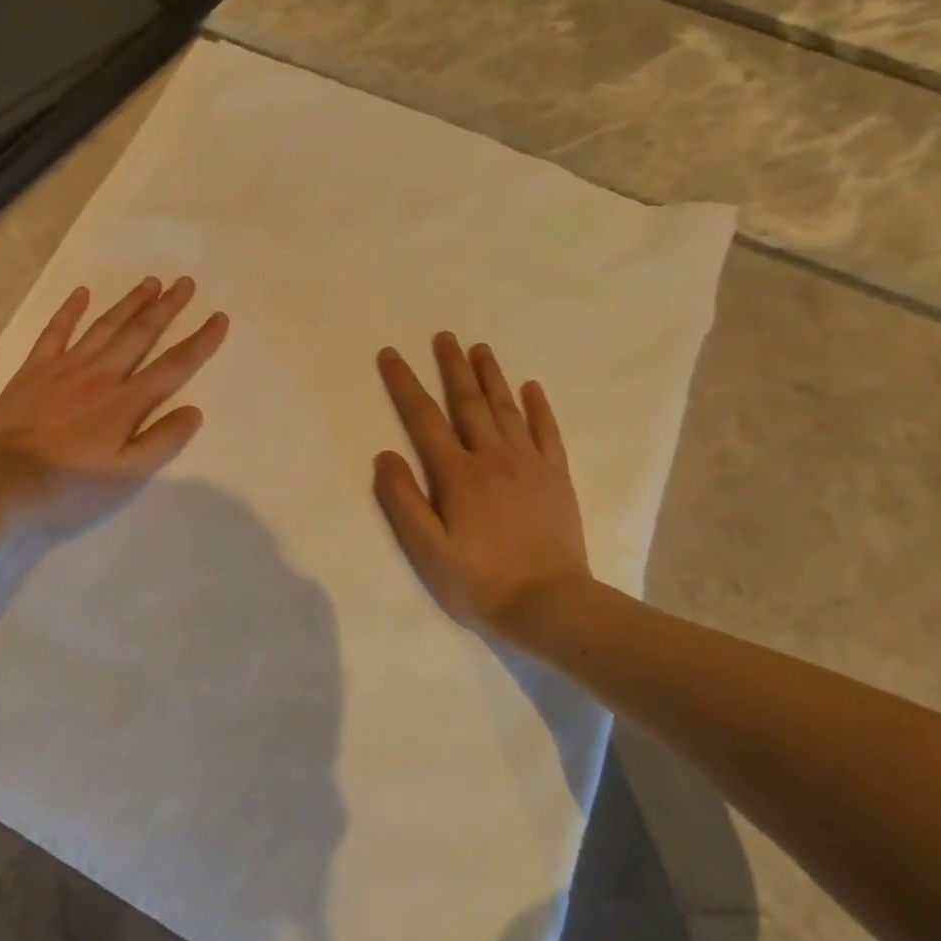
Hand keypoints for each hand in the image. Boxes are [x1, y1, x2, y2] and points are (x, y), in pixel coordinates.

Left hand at [0, 277, 228, 539]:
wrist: (1, 482)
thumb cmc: (69, 487)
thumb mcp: (126, 477)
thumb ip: (162, 442)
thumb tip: (194, 411)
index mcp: (126, 402)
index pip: (173, 366)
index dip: (200, 342)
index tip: (219, 318)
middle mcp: (101, 375)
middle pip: (140, 334)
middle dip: (166, 308)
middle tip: (185, 283)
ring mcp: (65, 368)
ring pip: (104, 326)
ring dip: (129, 303)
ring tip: (150, 282)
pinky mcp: (34, 369)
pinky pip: (55, 331)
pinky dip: (69, 310)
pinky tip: (81, 293)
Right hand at [374, 333, 590, 639]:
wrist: (550, 605)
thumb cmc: (480, 581)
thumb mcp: (427, 550)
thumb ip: (403, 501)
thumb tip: (385, 455)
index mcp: (457, 474)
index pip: (424, 418)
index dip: (405, 384)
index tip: (391, 354)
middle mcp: (493, 458)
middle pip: (469, 402)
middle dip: (452, 367)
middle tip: (444, 335)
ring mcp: (529, 465)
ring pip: (507, 409)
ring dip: (491, 376)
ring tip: (480, 348)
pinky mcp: (556, 478)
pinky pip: (547, 432)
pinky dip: (538, 407)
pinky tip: (531, 387)